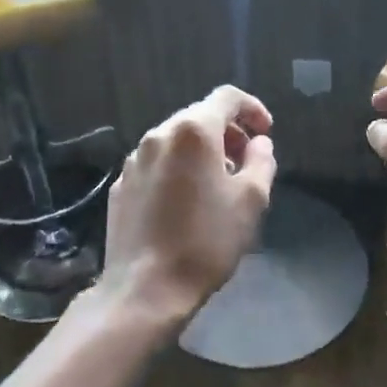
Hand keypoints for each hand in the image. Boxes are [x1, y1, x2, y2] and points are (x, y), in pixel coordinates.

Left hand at [95, 85, 277, 328]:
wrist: (145, 289)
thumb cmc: (206, 240)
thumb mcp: (251, 200)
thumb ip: (262, 161)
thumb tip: (259, 144)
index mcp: (193, 131)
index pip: (227, 97)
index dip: (252, 108)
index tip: (266, 133)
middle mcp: (159, 135)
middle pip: (199, 116)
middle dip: (227, 132)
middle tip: (246, 162)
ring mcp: (134, 160)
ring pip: (175, 140)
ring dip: (201, 151)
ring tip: (217, 184)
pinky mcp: (120, 185)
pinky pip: (156, 164)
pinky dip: (177, 169)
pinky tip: (185, 202)